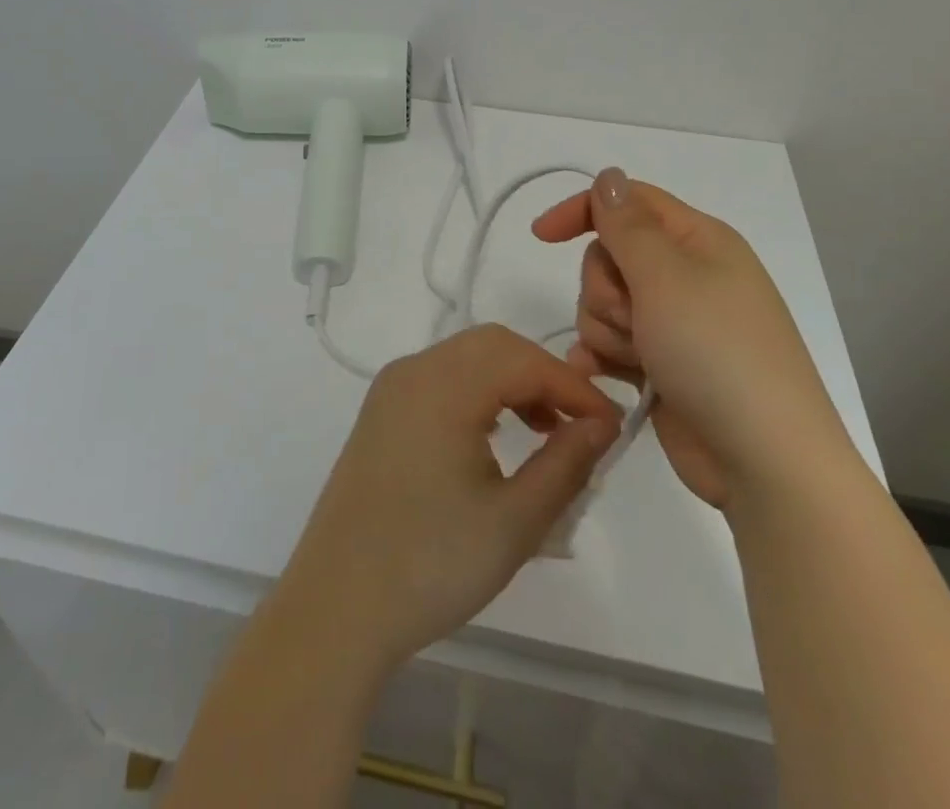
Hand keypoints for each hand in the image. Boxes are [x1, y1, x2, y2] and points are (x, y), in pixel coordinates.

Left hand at [277, 324, 621, 672]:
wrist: (337, 605)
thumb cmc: (432, 564)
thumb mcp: (515, 521)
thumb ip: (566, 462)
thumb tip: (602, 424)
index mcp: (444, 385)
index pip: (524, 360)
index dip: (574, 387)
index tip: (612, 426)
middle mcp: (413, 370)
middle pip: (493, 345)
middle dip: (543, 375)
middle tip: (579, 425)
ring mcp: (391, 389)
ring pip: (466, 358)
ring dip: (511, 380)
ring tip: (545, 431)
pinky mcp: (381, 412)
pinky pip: (441, 379)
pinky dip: (478, 391)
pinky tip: (495, 435)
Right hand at [530, 168, 856, 513]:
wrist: (764, 463)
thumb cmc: (717, 354)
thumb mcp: (666, 277)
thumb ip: (627, 224)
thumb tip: (608, 176)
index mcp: (698, 241)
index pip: (628, 202)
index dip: (583, 211)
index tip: (542, 236)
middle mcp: (686, 275)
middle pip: (609, 255)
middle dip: (604, 287)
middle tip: (632, 318)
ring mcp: (674, 323)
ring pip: (603, 302)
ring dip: (605, 329)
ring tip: (635, 359)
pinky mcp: (661, 364)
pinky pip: (610, 343)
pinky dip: (602, 356)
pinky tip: (604, 376)